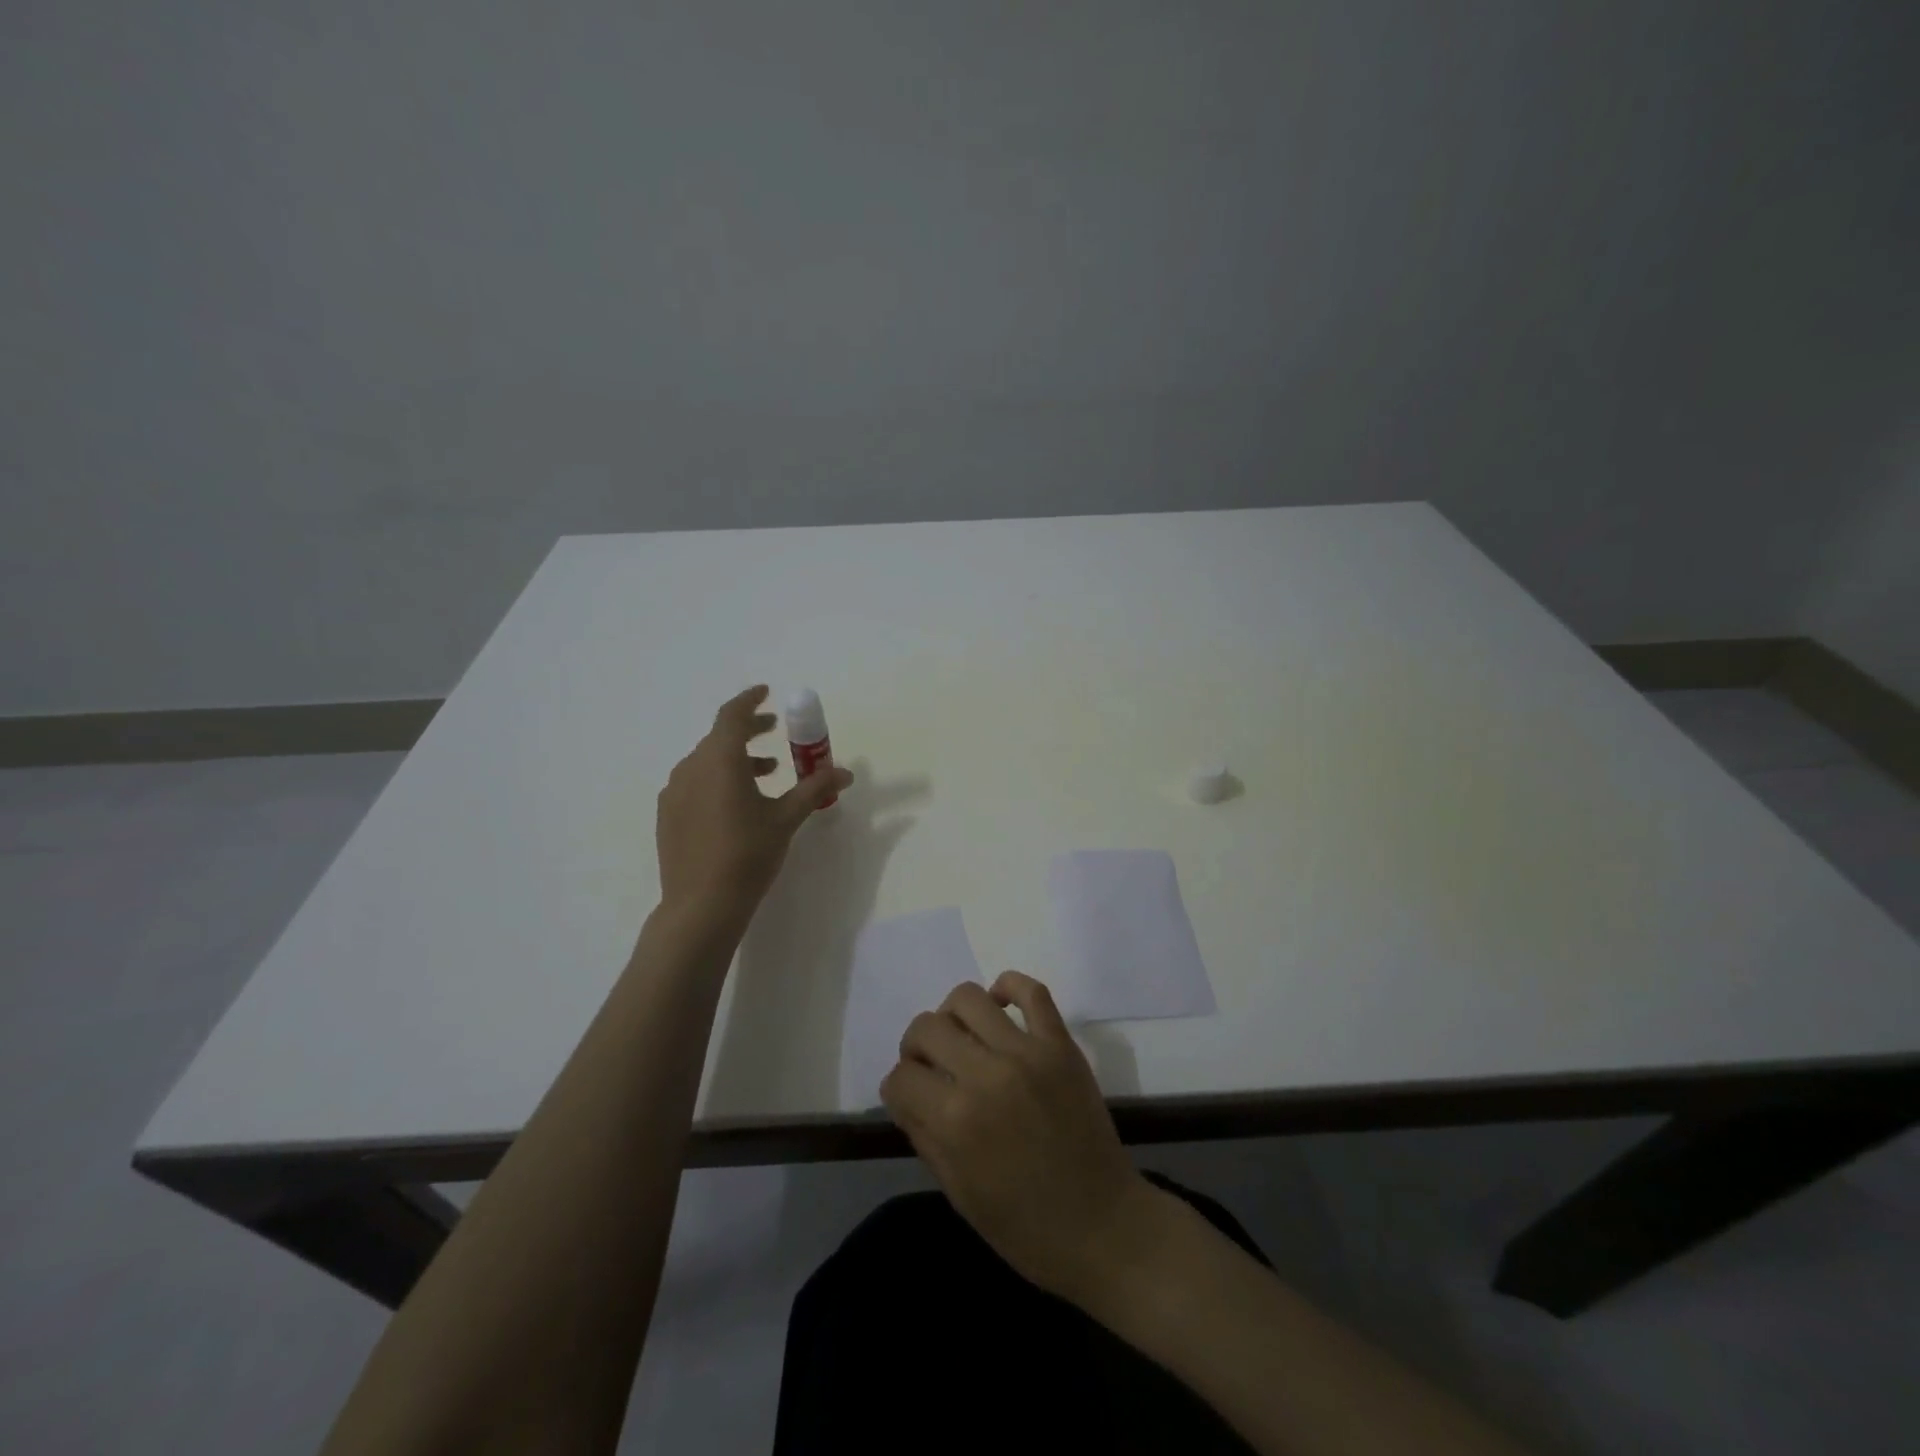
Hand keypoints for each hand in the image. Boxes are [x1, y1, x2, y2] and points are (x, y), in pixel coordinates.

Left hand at [655, 685, 852, 927]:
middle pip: (720, 737)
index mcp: (720, 761)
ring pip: (707, 761)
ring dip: (736, 759)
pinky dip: (717, 779)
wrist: (701, 905)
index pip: (731, 715)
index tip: (765, 694)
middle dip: (749, 731)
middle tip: (775, 732)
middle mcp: (691, 768)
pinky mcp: (668, 815)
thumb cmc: (748, 854)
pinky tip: (736, 804)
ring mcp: (674, 792)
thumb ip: (815, 790)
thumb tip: (844, 773)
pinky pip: (695, 783)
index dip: (749, 701)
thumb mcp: (786, 819)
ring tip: (766, 774)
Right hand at [881, 971, 1159, 1302]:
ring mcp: (1026, 1053)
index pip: (901, 1077)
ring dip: (952, 1015)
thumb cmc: (1025, 1227)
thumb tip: (906, 1094)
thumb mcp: (959, 1192)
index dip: (899, 1088)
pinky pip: (1032, 991)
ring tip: (963, 1038)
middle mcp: (985, 1075)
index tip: (910, 1097)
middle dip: (915, 1047)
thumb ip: (925, 1135)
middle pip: (926, 1028)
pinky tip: (1000, 1006)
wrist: (1104, 1227)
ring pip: (968, 997)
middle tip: (931, 1066)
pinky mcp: (1060, 1044)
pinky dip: (1009, 986)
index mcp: (955, 1120)